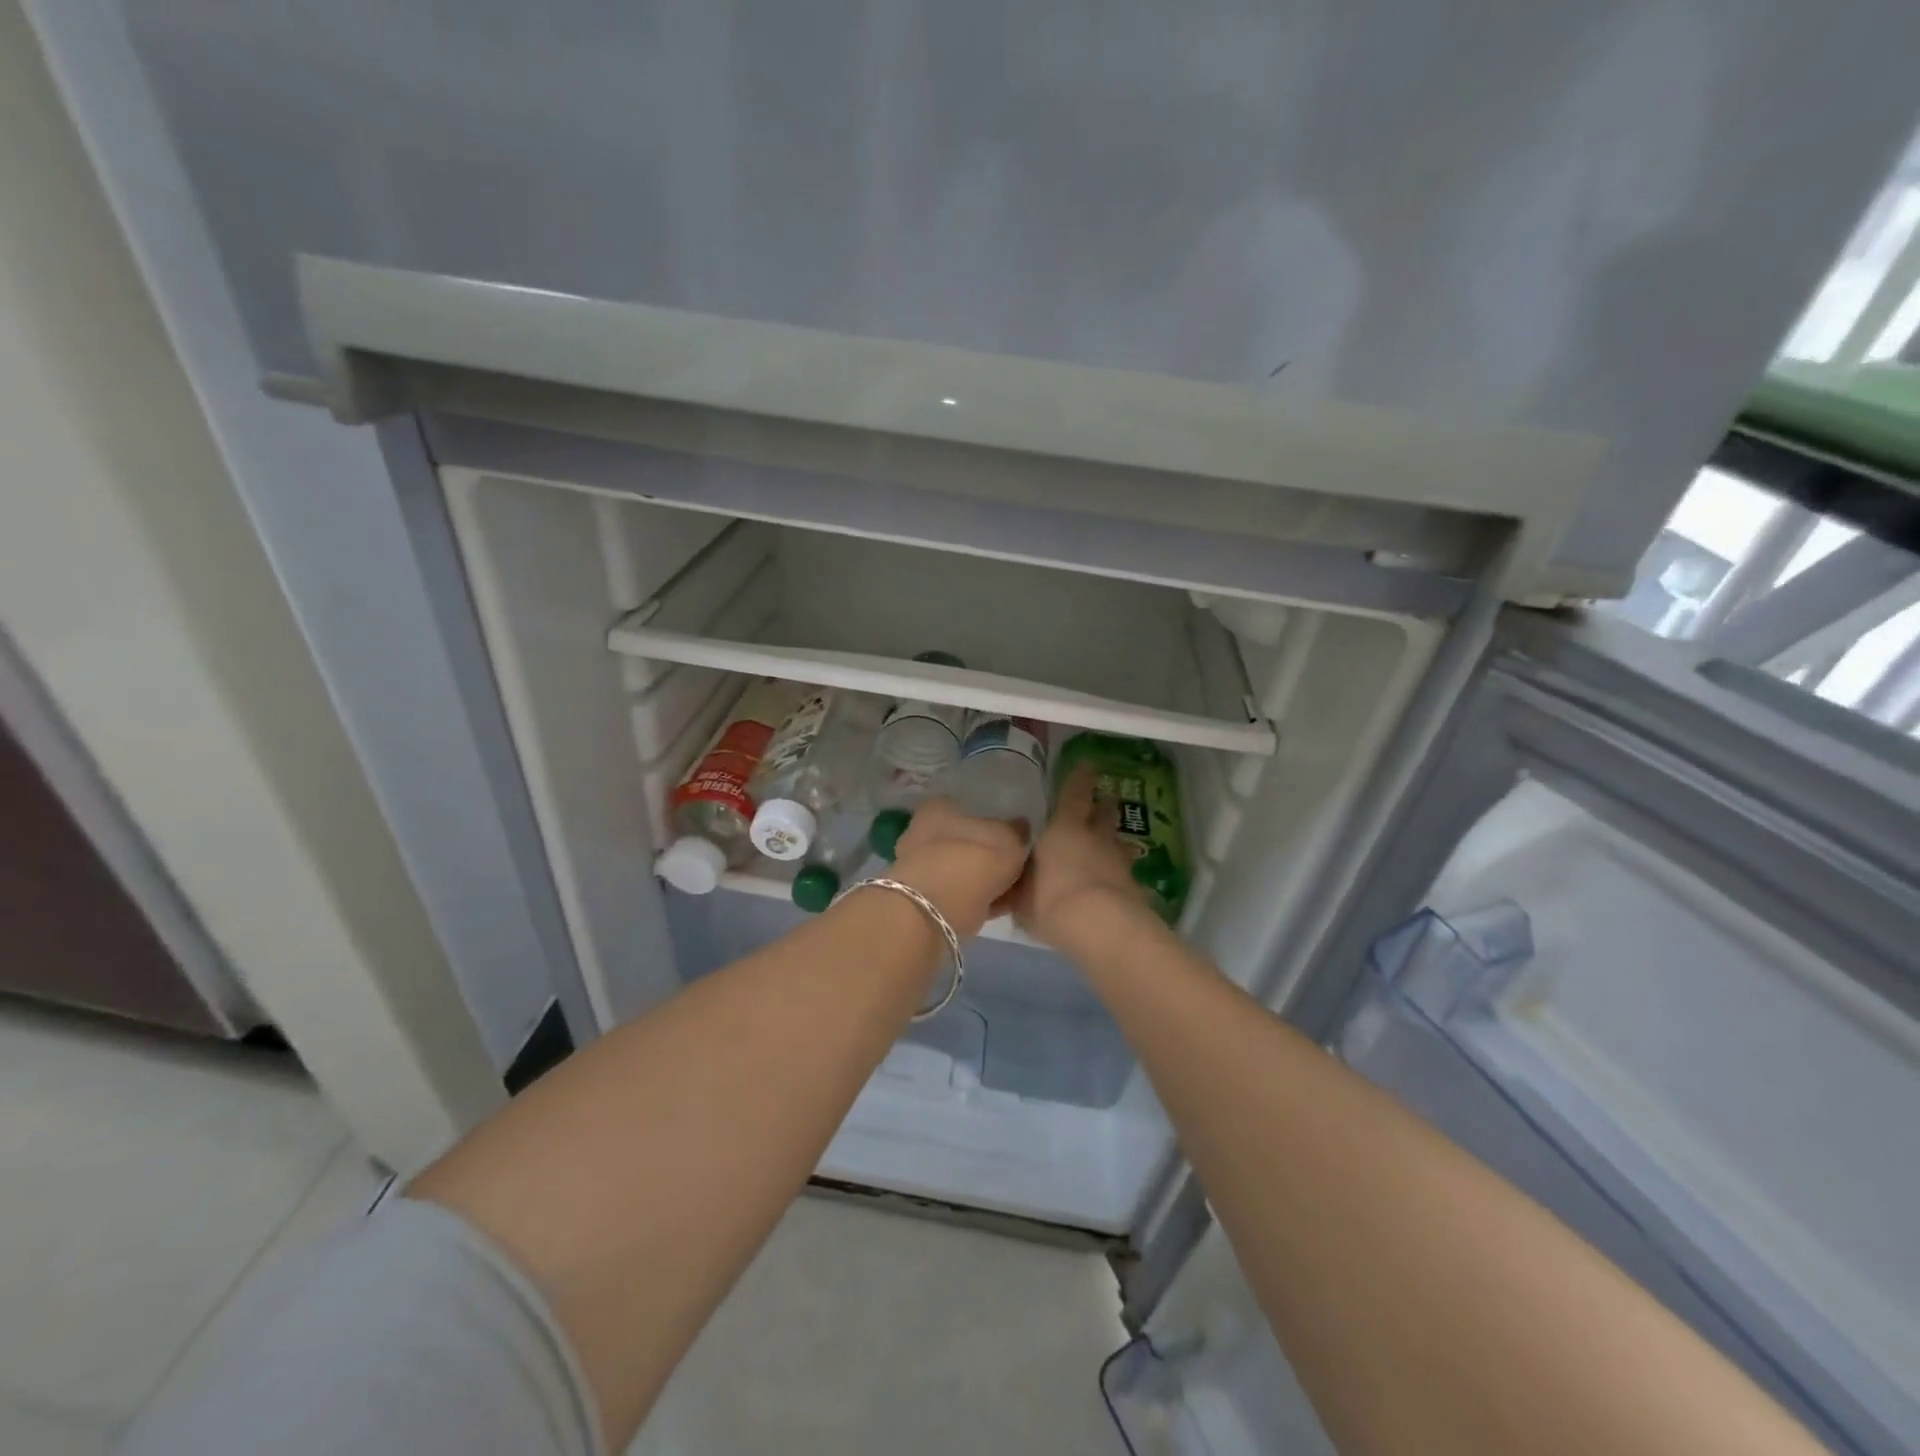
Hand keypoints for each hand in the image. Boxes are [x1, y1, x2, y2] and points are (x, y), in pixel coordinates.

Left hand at [888, 798, 1028, 938]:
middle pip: (964, 842)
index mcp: (938, 808)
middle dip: (988, 856)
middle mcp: (923, 833)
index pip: (968, 810)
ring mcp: (920, 869)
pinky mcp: (924, 901)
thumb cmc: (973, 859)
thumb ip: (1017, 832)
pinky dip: (980, 900)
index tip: (1014, 841)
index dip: (993, 825)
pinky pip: (961, 895)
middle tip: (1016, 868)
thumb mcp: (1009, 839)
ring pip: (962, 870)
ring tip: (1015, 890)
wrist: (938, 909)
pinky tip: (1004, 906)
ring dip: (985, 880)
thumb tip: (1020, 827)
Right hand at [1008, 765, 1158, 951]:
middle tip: (1102, 804)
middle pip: (1104, 815)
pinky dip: (1117, 877)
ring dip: (1112, 844)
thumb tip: (1007, 884)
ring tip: (1106, 849)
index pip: (1074, 794)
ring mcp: (1119, 863)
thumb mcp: (1021, 897)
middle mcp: (1096, 839)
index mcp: (1065, 829)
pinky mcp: (1134, 889)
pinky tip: (1110, 887)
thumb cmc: (1051, 900)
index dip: (1080, 779)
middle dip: (1103, 808)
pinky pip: (1124, 875)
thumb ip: (1016, 887)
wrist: (1099, 927)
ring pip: (1118, 844)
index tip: (1088, 765)